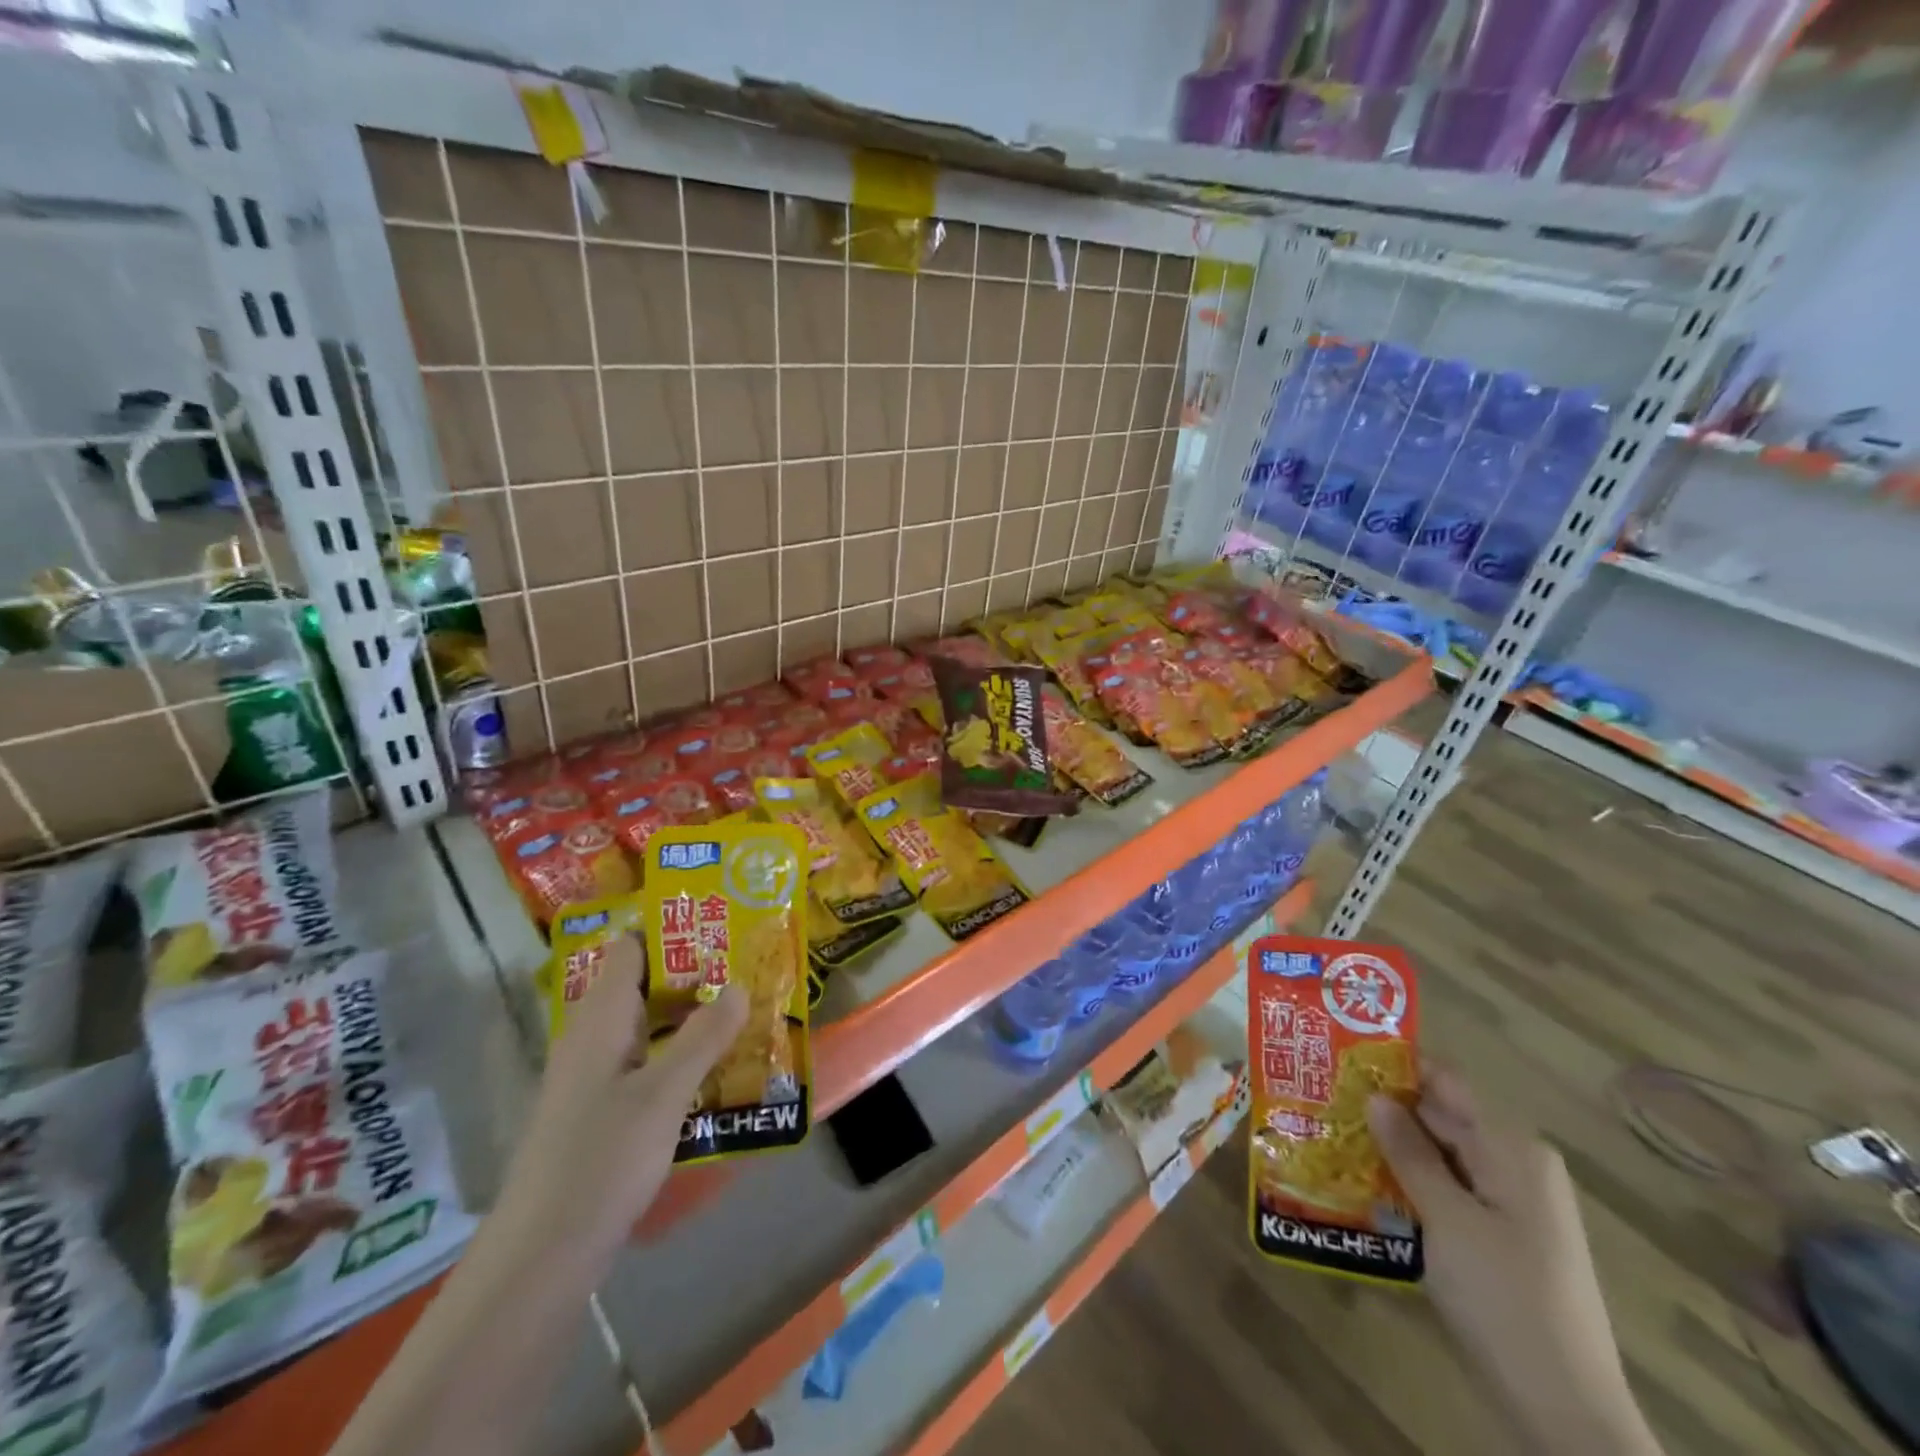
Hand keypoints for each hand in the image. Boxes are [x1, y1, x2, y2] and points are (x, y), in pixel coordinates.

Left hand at [497, 937, 746, 1260]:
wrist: (542, 1256)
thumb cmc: (602, 1158)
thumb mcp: (664, 1093)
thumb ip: (703, 1036)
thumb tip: (739, 984)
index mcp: (600, 1018)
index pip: (631, 949)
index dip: (672, 929)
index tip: (721, 923)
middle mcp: (593, 1038)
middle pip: (643, 985)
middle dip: (694, 974)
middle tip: (748, 966)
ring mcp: (594, 1077)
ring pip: (646, 1027)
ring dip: (690, 1017)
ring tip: (745, 1009)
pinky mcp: (601, 1112)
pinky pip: (645, 1064)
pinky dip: (679, 1055)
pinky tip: (716, 1068)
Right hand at [1368, 1065, 1660, 1455]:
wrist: (1565, 1414)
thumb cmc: (1505, 1300)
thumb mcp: (1448, 1220)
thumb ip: (1410, 1153)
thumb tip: (1375, 1094)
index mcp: (1512, 1149)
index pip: (1445, 1082)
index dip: (1394, 1067)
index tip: (1340, 1059)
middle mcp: (1515, 1165)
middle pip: (1440, 1117)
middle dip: (1384, 1109)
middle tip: (1321, 1099)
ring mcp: (1509, 1204)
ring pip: (1439, 1155)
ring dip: (1391, 1148)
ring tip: (1330, 1136)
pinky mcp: (1498, 1237)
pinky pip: (1447, 1189)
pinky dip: (1409, 1183)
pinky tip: (1364, 1186)